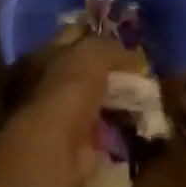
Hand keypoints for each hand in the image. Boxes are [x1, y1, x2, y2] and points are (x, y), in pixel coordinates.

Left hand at [0, 34, 143, 186]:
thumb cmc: (67, 89)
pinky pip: (102, 131)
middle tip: (142, 73)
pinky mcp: (73, 145)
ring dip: (116, 102)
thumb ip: (112, 49)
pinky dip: (119, 129)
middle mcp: (42, 86)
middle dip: (111, 74)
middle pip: (83, 73)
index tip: (127, 44)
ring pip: (94, 102)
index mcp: (38, 57)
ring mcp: (57, 118)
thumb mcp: (92, 53)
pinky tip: (140, 124)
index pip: (72, 39)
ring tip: (147, 98)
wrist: (56, 147)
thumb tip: (135, 58)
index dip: (98, 38)